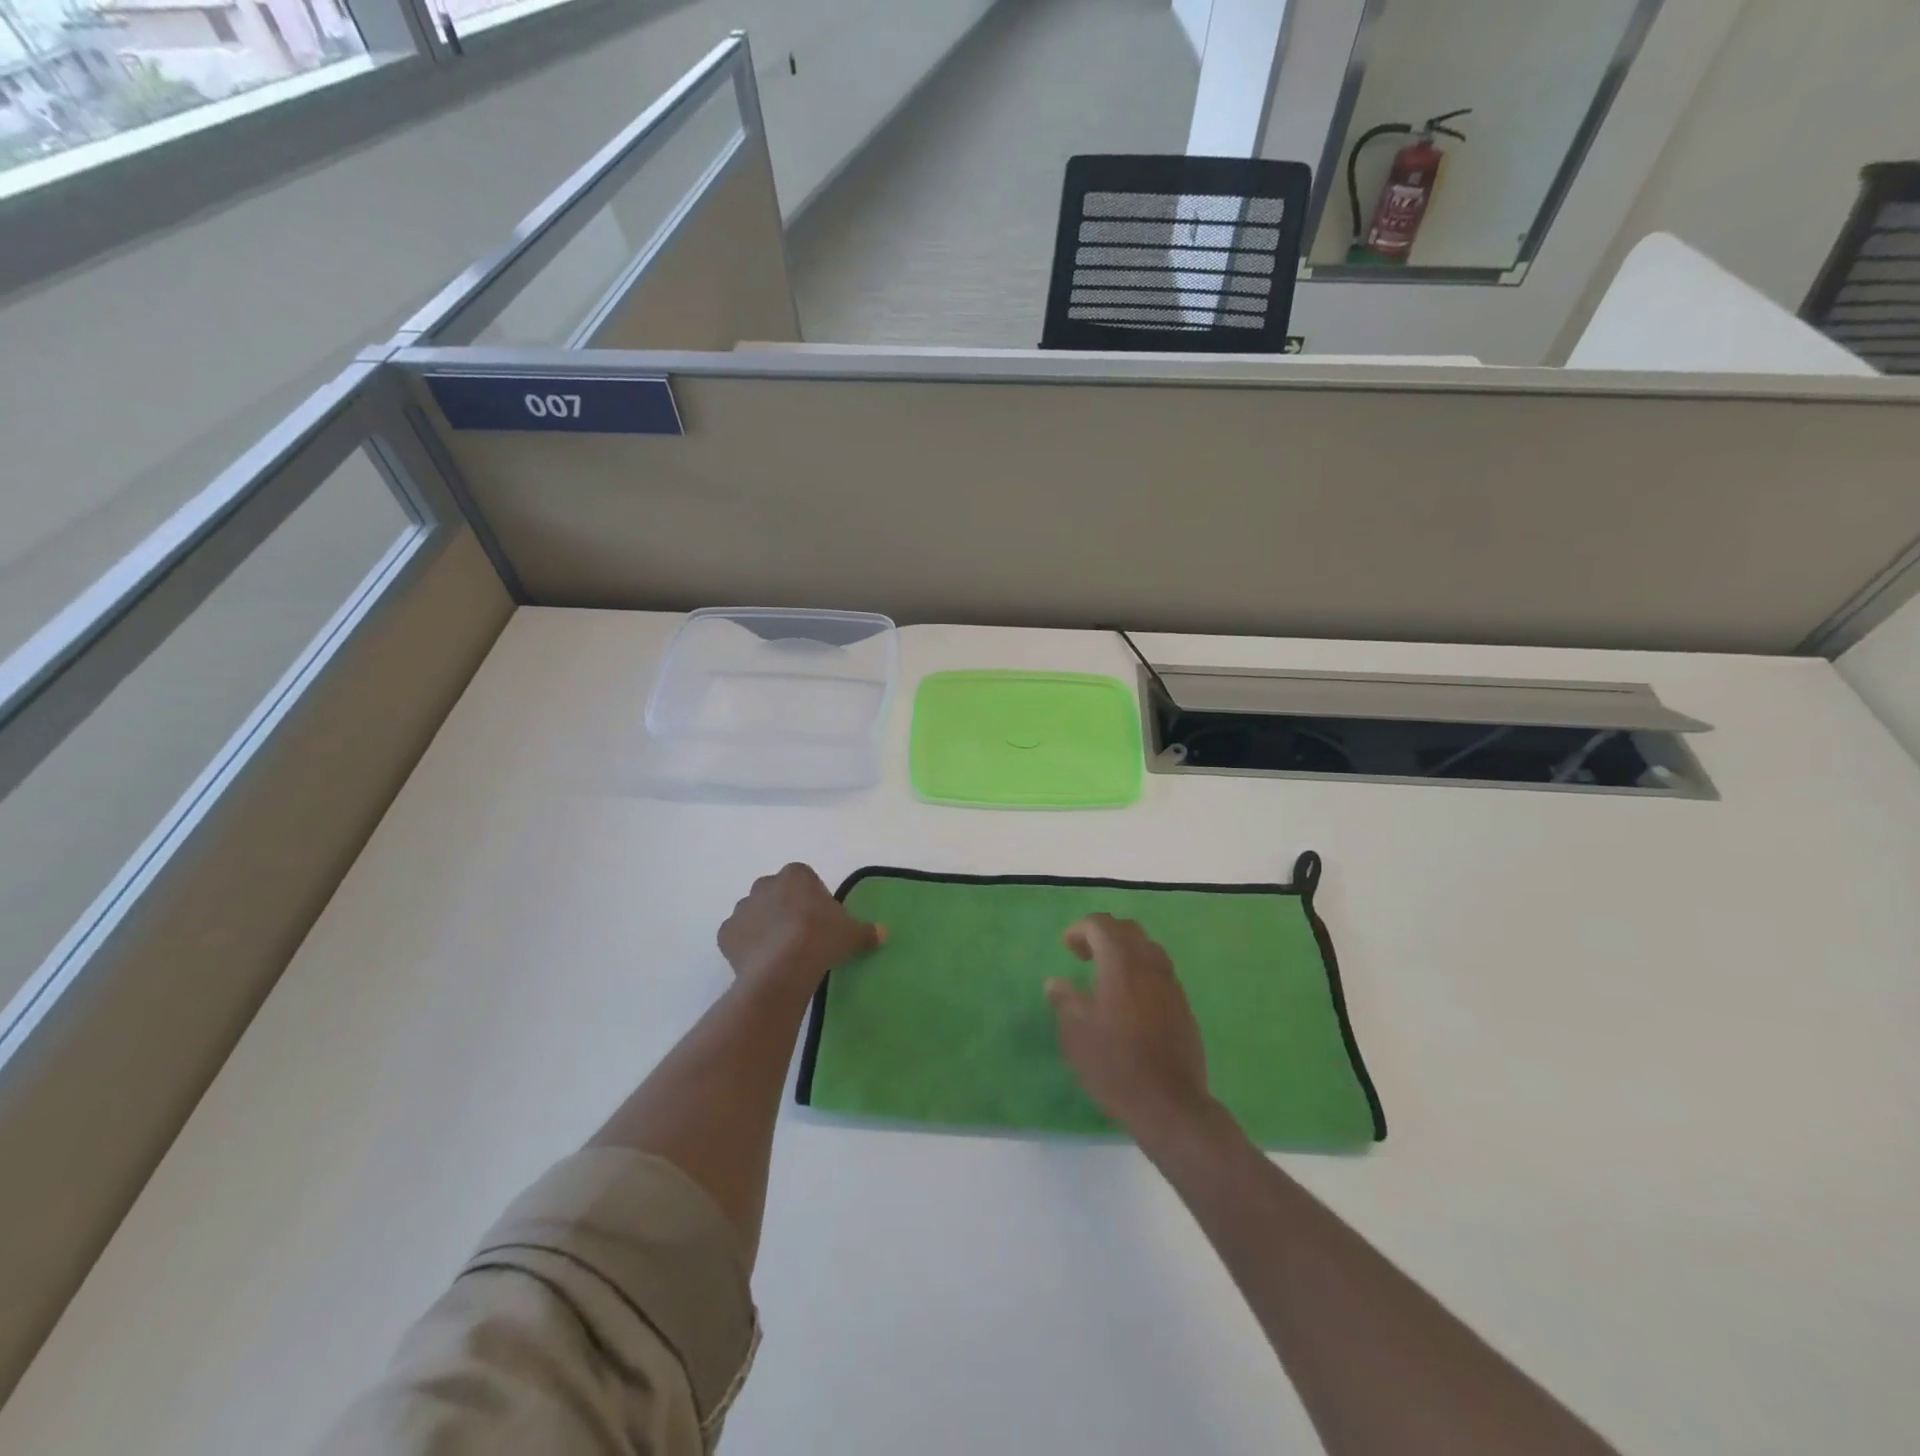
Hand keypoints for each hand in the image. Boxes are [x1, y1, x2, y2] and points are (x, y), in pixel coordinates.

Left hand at [718, 864, 882, 997]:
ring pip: (754, 913)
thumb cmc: (821, 938)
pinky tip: (760, 962)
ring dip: (763, 925)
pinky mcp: (726, 933)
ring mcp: (742, 908)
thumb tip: (883, 933)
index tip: (820, 919)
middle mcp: (765, 884)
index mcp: (796, 875)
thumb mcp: (852, 934)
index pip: (803, 878)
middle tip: (800, 935)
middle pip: (776, 892)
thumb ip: (867, 931)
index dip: (811, 898)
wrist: (783, 967)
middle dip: (784, 908)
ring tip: (779, 952)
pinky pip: (737, 936)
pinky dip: (745, 945)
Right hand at [1047, 914, 1212, 1136]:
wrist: (1169, 1105)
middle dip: (1103, 934)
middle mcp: (1149, 965)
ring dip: (1125, 951)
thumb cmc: (1115, 1065)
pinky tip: (1129, 1000)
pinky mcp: (1183, 1005)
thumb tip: (1055, 982)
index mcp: (1121, 964)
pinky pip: (1160, 971)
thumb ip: (1064, 1000)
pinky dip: (1141, 971)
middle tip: (1084, 956)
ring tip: (1106, 976)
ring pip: (1148, 948)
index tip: (1066, 948)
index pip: (1101, 925)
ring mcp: (1171, 984)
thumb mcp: (1076, 1034)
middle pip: (1128, 930)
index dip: (1080, 929)